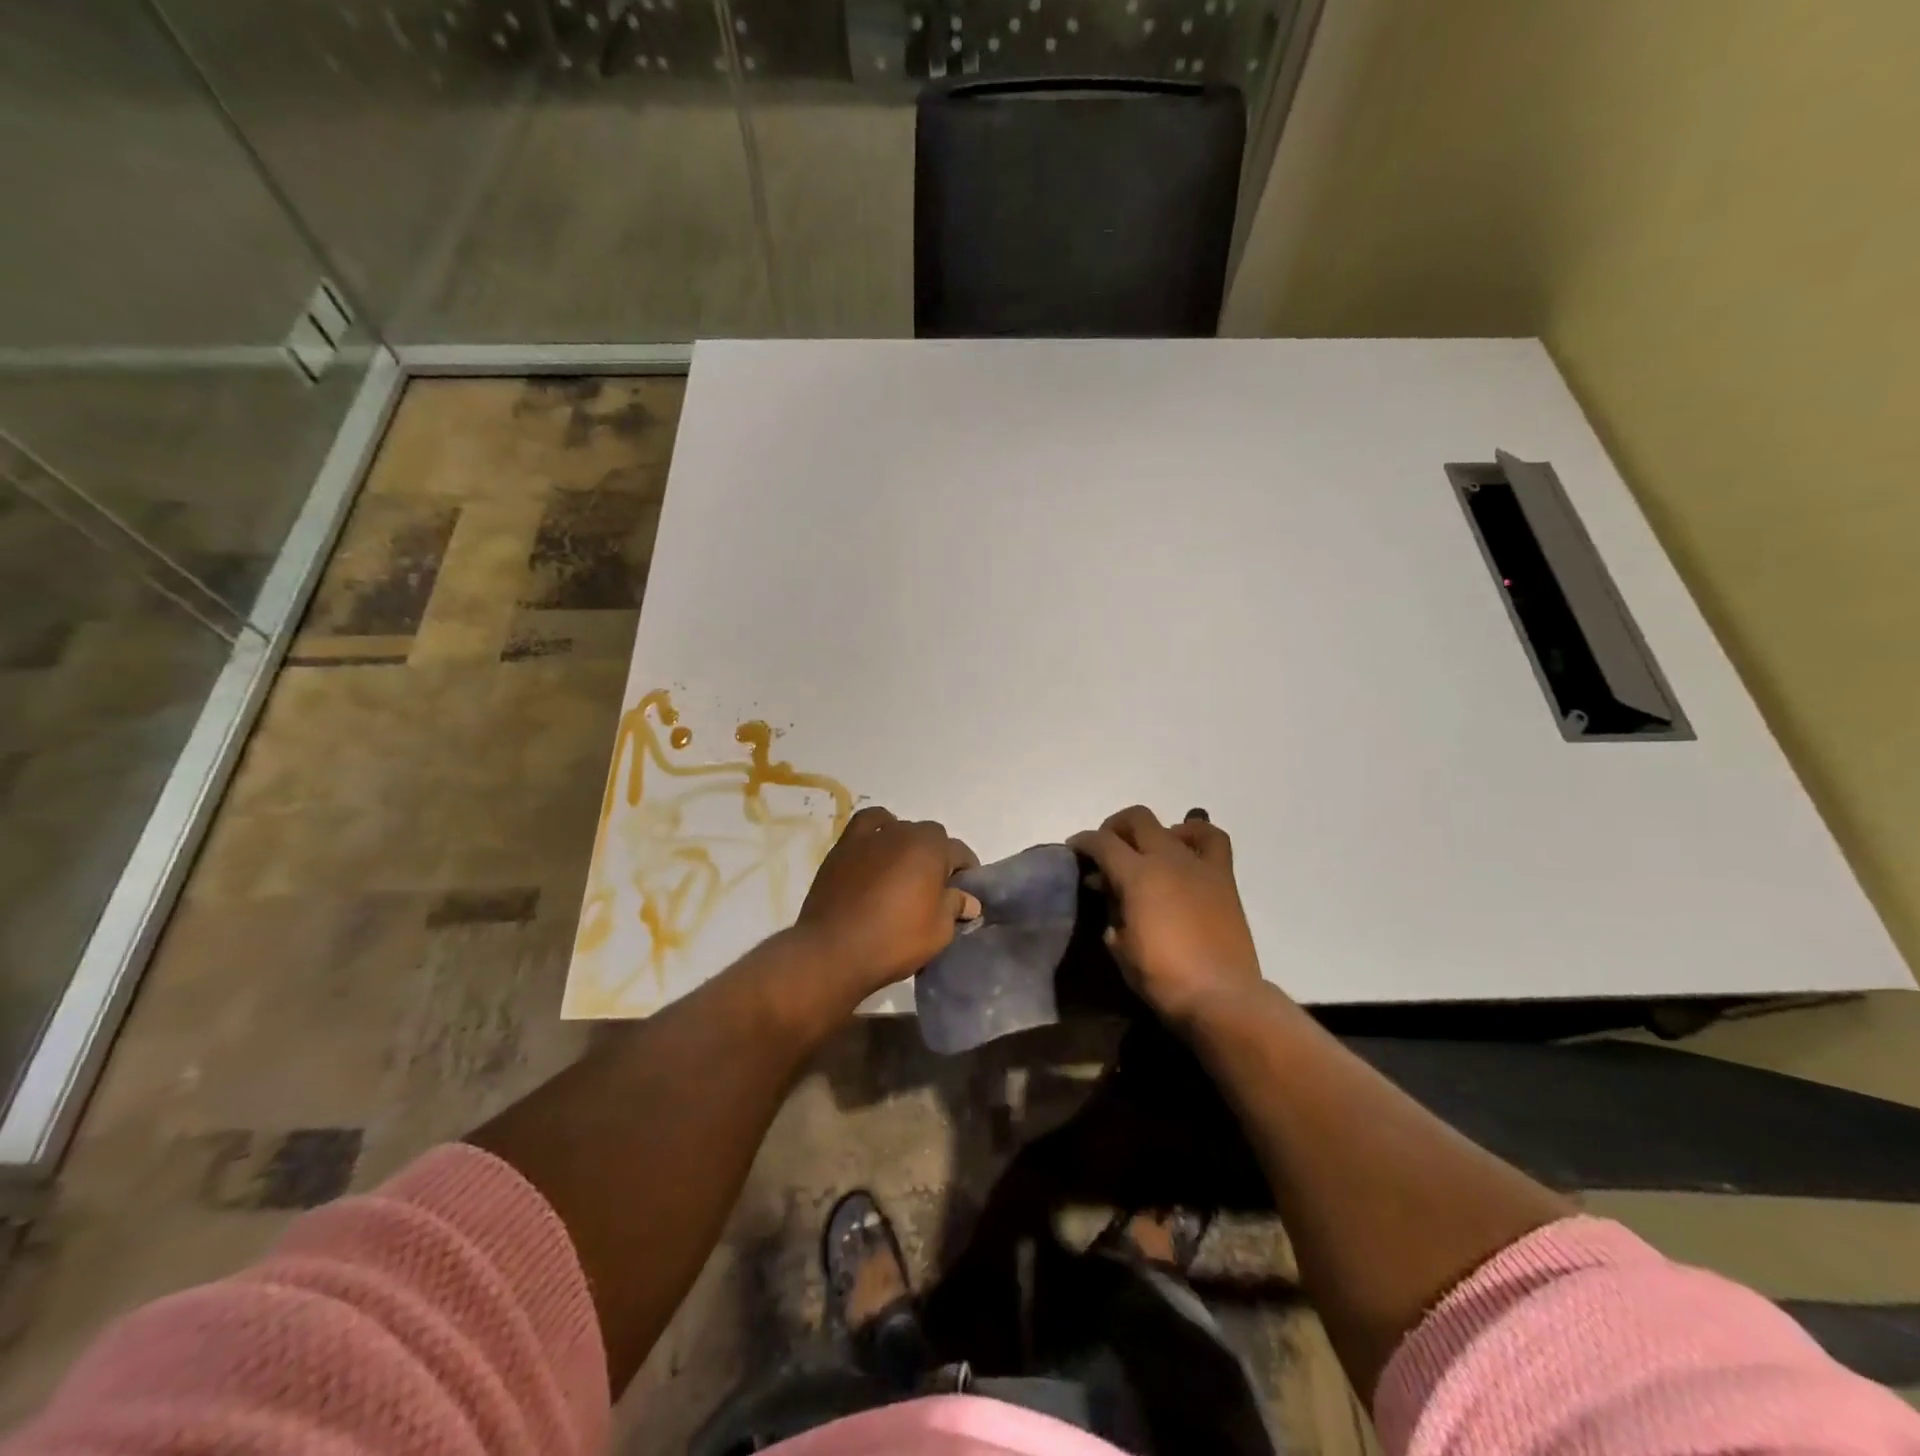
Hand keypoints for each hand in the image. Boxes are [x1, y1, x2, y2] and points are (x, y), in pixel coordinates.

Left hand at [796, 807, 981, 997]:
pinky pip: (867, 825)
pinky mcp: (843, 847)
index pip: (959, 852)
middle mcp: (902, 831)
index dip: (965, 873)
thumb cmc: (894, 940)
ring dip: (907, 845)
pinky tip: (876, 851)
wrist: (833, 950)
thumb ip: (955, 906)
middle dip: (936, 859)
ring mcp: (870, 837)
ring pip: (899, 829)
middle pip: (929, 838)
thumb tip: (968, 899)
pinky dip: (876, 831)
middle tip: (932, 891)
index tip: (964, 895)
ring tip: (903, 872)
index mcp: (931, 847)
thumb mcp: (939, 931)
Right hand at [1069, 805, 1264, 1029]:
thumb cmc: (1163, 977)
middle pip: (1136, 819)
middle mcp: (1167, 858)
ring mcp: (1198, 865)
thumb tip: (1111, 895)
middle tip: (1106, 850)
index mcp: (1137, 875)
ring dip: (1152, 831)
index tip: (1074, 849)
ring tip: (1145, 851)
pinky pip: (1212, 840)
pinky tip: (1185, 848)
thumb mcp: (1120, 946)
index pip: (1101, 843)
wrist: (1221, 997)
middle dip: (1114, 828)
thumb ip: (1112, 912)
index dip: (1083, 842)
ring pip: (1172, 825)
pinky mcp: (1223, 878)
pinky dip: (1195, 834)